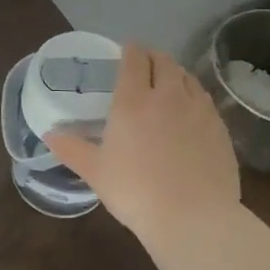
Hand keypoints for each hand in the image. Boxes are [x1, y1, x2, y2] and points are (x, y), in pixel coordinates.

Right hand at [45, 45, 239, 237]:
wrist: (194, 218)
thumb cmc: (136, 192)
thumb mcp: (96, 172)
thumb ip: (71, 149)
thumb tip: (49, 134)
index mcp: (133, 101)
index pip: (134, 60)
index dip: (129, 50)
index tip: (125, 51)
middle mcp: (168, 96)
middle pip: (164, 61)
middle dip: (153, 57)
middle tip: (144, 65)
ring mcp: (198, 110)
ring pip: (187, 77)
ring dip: (175, 74)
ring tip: (167, 83)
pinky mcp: (220, 128)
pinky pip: (205, 100)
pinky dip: (193, 96)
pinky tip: (190, 112)